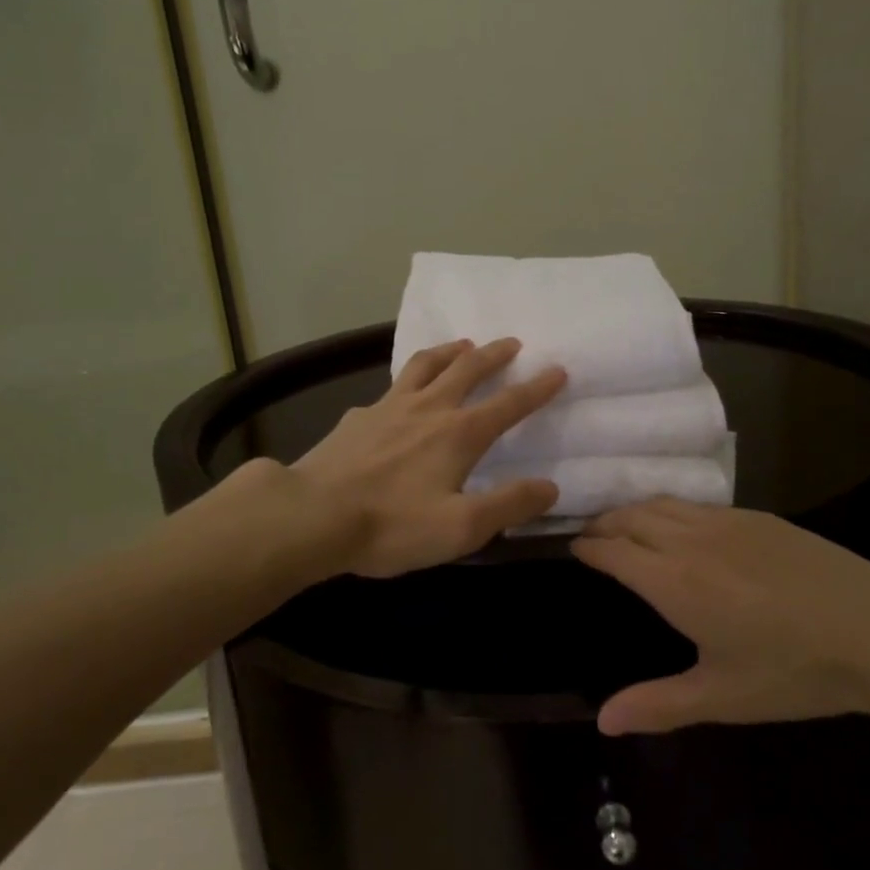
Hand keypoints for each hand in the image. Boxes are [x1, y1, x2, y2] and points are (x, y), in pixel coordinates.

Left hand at [287, 338, 566, 578]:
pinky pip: (391, 388)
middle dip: (494, 354)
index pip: (509, 403)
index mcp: (459, 434)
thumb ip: (509, 505)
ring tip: (463, 345)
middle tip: (512, 342)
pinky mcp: (358, 417)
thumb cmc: (392, 525)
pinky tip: (401, 395)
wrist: (312, 515)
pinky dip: (408, 382)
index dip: (537, 387)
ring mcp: (389, 407)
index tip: (557, 369)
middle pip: (467, 369)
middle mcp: (428, 408)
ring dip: (450, 351)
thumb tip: (550, 487)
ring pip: (426, 365)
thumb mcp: (462, 527)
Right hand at [573, 500, 869, 734]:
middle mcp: (689, 540)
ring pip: (662, 503)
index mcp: (673, 581)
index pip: (613, 550)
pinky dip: (669, 508)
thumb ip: (658, 705)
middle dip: (604, 524)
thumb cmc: (794, 670)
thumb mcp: (723, 697)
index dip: (588, 548)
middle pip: (630, 517)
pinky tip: (680, 526)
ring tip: (624, 525)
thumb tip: (602, 721)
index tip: (573, 549)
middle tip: (591, 537)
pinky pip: (694, 504)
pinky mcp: (755, 516)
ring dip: (633, 510)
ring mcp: (724, 522)